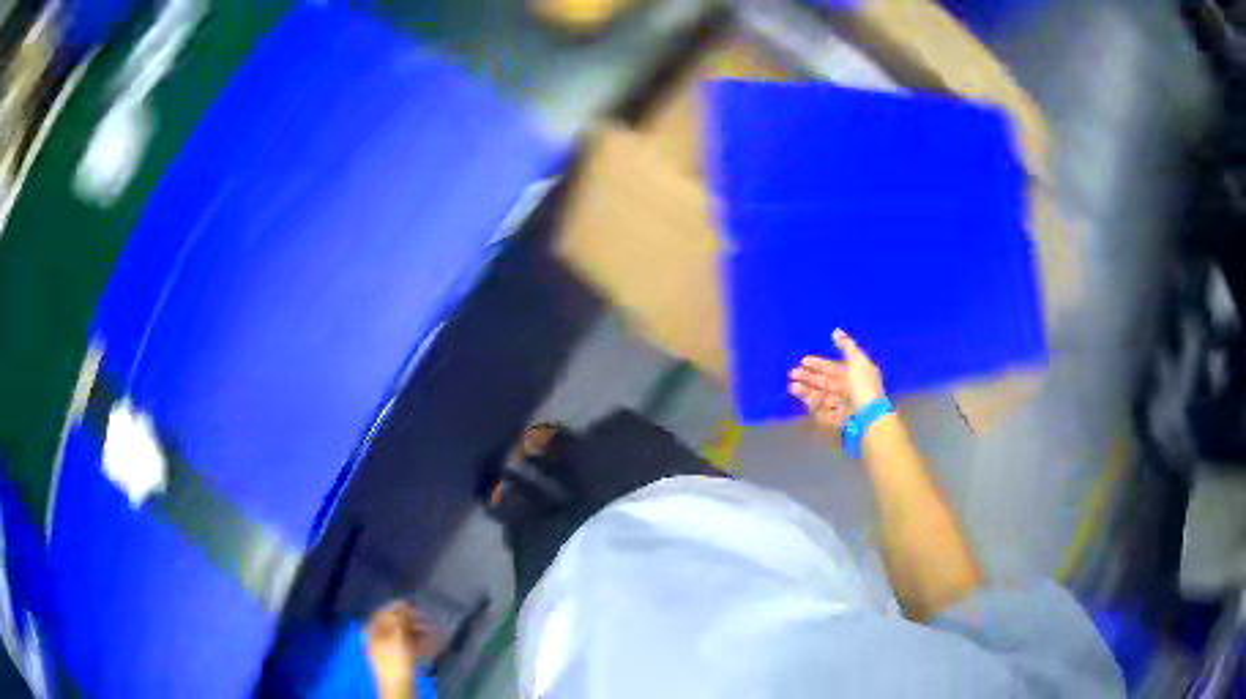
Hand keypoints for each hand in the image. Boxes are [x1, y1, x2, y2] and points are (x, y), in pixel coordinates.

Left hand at [365, 601, 440, 698]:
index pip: (383, 612)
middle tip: (428, 619)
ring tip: (434, 631)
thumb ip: (398, 618)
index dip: (398, 607)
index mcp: (372, 630)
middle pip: (395, 624)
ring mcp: (387, 649)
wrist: (399, 686)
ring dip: (419, 631)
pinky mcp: (398, 659)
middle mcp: (377, 637)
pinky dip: (420, 643)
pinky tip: (432, 643)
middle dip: (412, 621)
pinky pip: (408, 646)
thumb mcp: (397, 635)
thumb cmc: (395, 659)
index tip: (414, 604)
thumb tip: (402, 603)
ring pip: (404, 635)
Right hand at [788, 329, 884, 430]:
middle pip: (825, 382)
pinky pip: (823, 411)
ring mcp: (842, 405)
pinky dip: (814, 405)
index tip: (803, 361)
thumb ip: (846, 346)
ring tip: (792, 387)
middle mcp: (848, 389)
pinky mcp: (837, 419)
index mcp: (855, 374)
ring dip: (807, 390)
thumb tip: (836, 331)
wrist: (867, 416)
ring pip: (821, 396)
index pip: (833, 367)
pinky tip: (806, 400)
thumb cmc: (862, 385)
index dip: (819, 364)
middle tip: (793, 373)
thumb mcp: (857, 361)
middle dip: (809, 377)